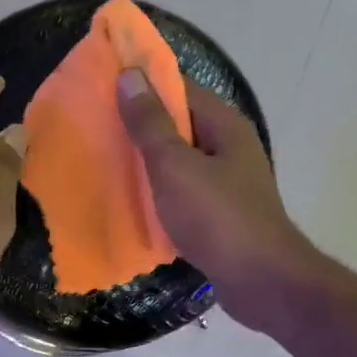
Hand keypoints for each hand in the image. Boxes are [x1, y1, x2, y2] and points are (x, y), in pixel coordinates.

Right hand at [117, 70, 317, 332]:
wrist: (260, 281)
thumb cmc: (217, 216)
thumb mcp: (175, 165)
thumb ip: (151, 123)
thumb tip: (130, 75)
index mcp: (225, 125)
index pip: (180, 89)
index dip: (143, 86)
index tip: (103, 88)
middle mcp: (230, 148)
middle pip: (180, 125)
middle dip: (140, 126)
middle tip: (95, 127)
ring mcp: (228, 183)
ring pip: (179, 162)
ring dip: (147, 163)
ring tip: (104, 161)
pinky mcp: (220, 214)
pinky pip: (183, 193)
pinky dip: (159, 193)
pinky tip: (130, 201)